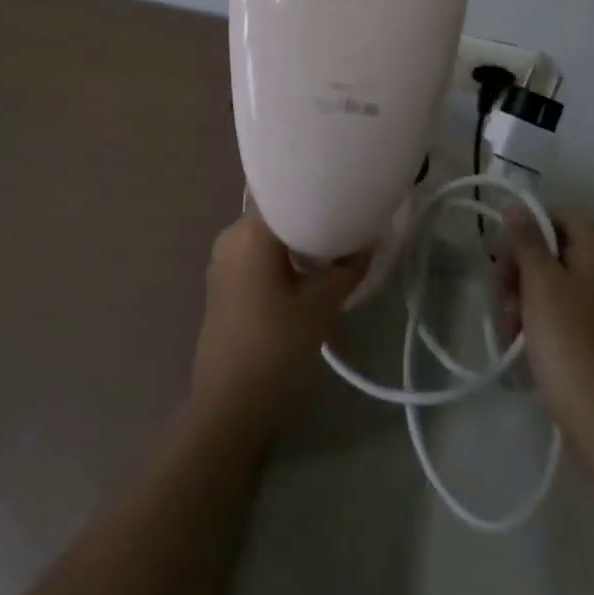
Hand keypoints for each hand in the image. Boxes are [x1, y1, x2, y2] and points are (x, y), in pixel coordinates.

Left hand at [190, 210, 368, 434]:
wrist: (230, 403)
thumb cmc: (276, 345)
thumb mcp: (322, 304)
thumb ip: (349, 267)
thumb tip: (370, 241)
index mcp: (250, 231)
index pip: (286, 191)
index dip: (317, 191)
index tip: (345, 194)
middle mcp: (231, 235)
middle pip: (277, 212)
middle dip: (311, 216)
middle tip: (347, 220)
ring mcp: (223, 260)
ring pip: (267, 236)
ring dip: (297, 239)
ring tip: (333, 246)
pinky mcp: (223, 284)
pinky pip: (257, 255)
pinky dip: (282, 257)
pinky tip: (307, 272)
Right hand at [499, 212, 593, 436]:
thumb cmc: (566, 336)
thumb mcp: (540, 281)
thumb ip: (527, 240)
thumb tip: (516, 206)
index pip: (566, 218)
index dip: (534, 222)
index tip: (506, 242)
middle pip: (556, 252)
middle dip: (522, 265)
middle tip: (500, 284)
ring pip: (552, 284)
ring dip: (523, 295)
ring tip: (506, 320)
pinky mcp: (592, 337)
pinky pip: (558, 313)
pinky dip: (536, 319)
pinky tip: (518, 339)